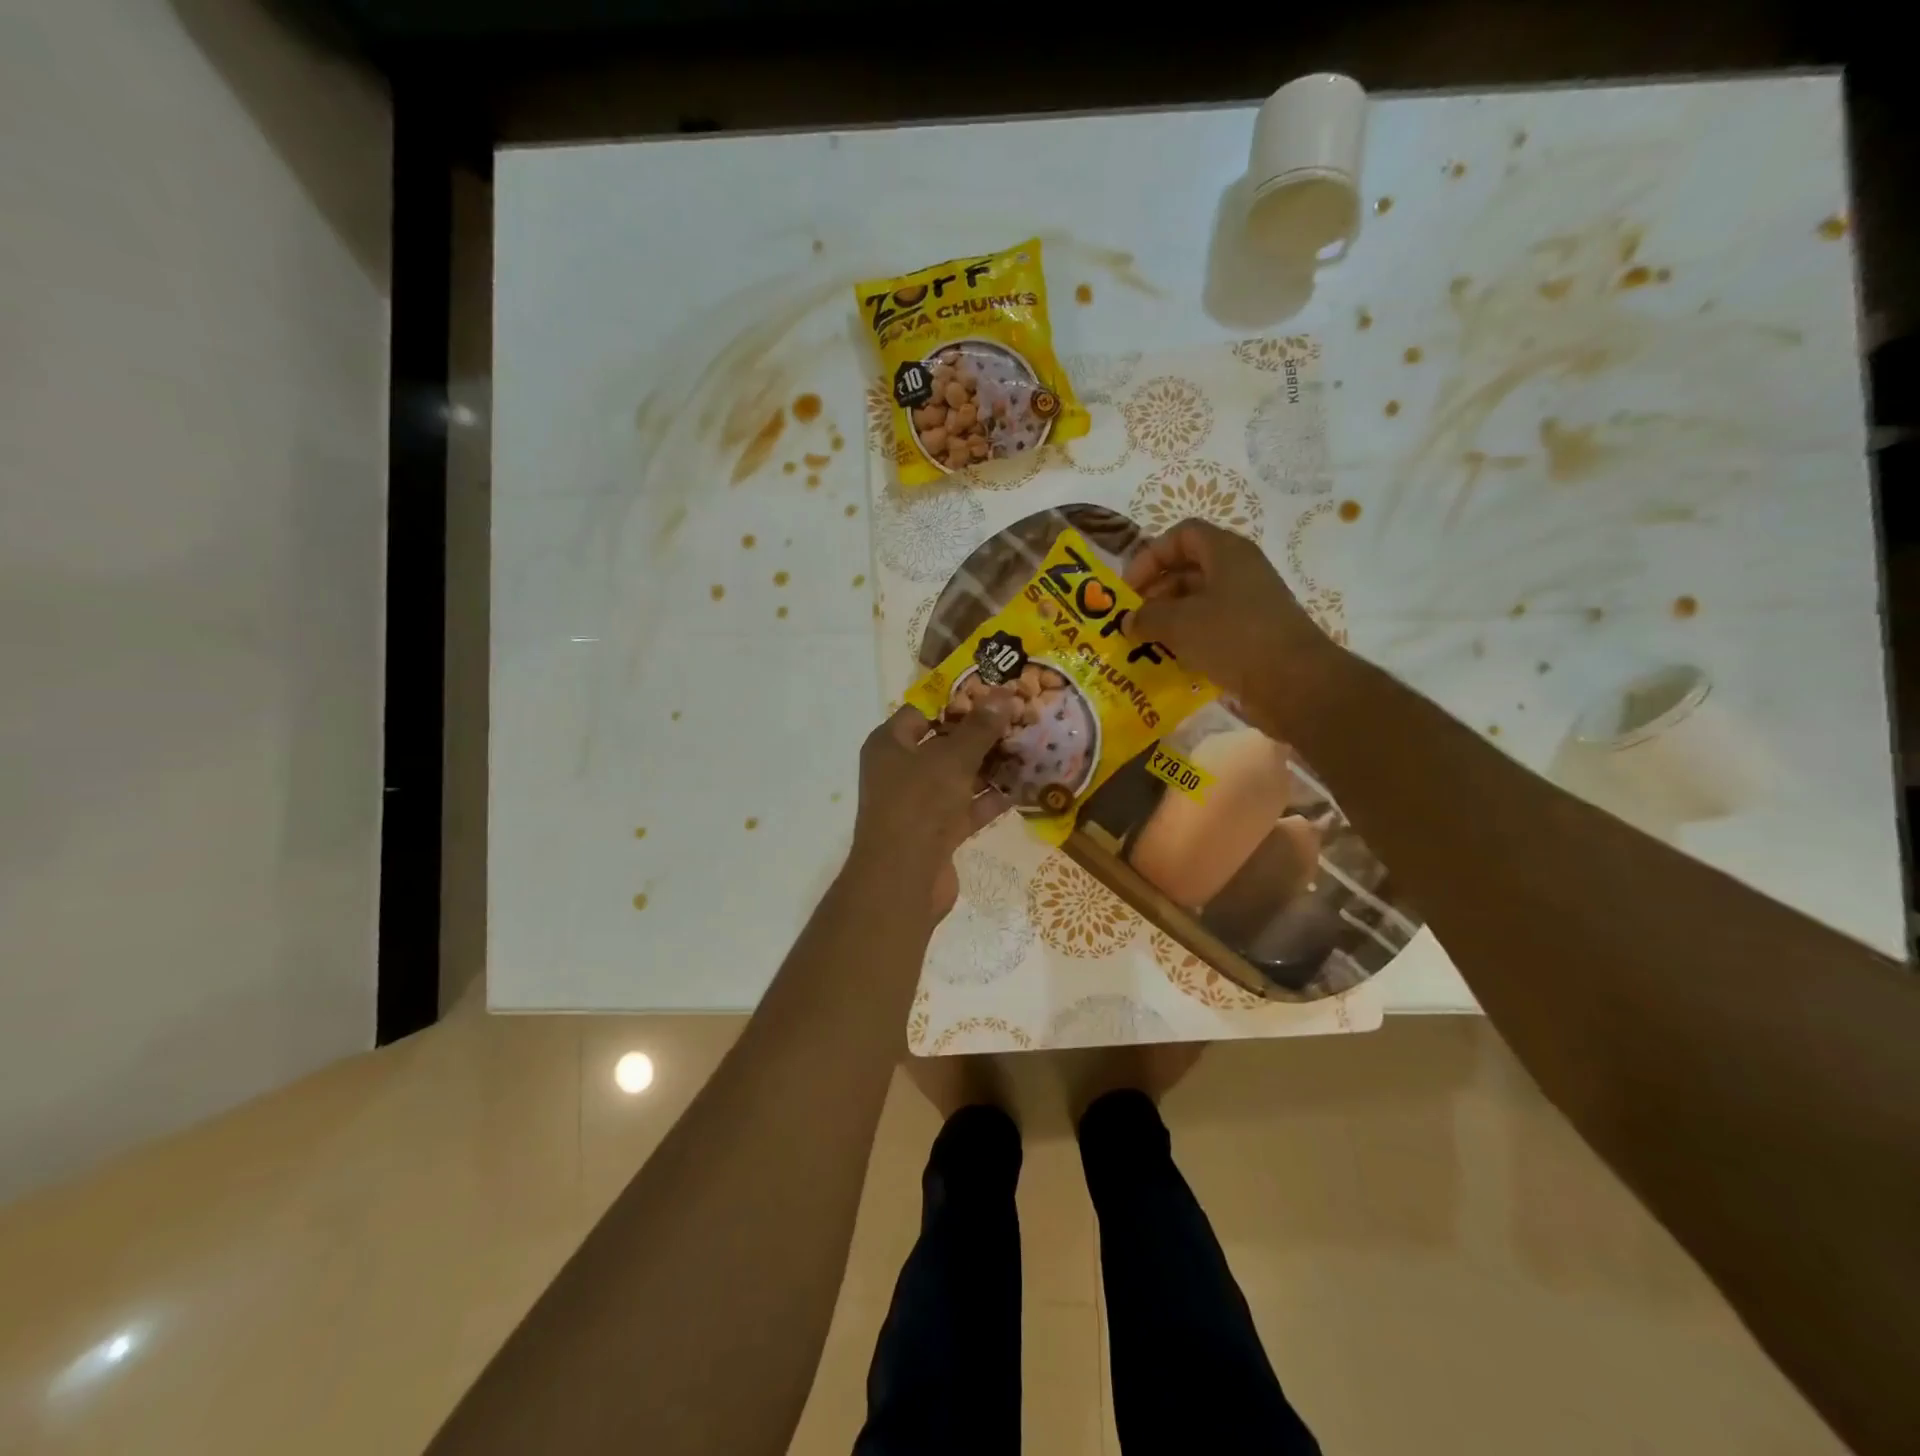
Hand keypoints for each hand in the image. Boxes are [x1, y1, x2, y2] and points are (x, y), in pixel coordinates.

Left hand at [849, 696, 1016, 917]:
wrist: (903, 878)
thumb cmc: (919, 804)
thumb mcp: (952, 759)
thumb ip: (979, 728)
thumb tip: (1003, 694)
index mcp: (890, 744)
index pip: (923, 709)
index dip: (958, 698)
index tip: (995, 691)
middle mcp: (900, 770)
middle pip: (944, 743)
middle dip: (981, 733)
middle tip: (1020, 717)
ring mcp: (919, 803)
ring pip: (958, 776)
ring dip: (990, 766)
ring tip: (1029, 747)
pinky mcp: (937, 832)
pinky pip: (967, 808)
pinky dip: (990, 799)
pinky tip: (1023, 787)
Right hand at [1124, 519, 1337, 731]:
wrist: (1295, 682)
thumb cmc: (1233, 638)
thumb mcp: (1179, 623)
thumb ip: (1146, 617)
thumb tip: (1128, 621)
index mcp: (1226, 553)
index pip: (1181, 535)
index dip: (1150, 556)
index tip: (1129, 589)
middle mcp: (1239, 572)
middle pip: (1188, 569)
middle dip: (1155, 592)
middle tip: (1132, 621)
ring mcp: (1249, 604)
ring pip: (1198, 601)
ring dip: (1169, 619)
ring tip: (1145, 644)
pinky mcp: (1253, 635)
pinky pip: (1212, 628)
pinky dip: (1188, 640)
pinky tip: (1171, 661)